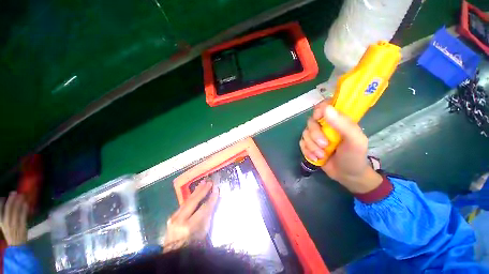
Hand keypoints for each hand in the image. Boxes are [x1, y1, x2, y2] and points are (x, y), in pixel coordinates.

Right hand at [0, 192, 27, 245]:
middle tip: (14, 192)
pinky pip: (23, 216)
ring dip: (19, 202)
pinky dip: (25, 209)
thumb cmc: (10, 233)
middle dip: (11, 199)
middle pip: (8, 208)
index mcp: (1, 222)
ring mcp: (14, 224)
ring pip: (16, 211)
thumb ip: (4, 216)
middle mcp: (6, 222)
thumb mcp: (4, 225)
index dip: (1, 203)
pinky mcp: (22, 226)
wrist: (17, 246)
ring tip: (21, 195)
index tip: (4, 197)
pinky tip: (26, 204)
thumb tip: (6, 204)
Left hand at [163, 180, 218, 251]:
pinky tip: (195, 191)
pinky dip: (191, 196)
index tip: (216, 190)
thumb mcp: (203, 233)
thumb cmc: (192, 245)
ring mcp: (174, 218)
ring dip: (196, 190)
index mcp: (189, 227)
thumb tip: (212, 201)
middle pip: (194, 201)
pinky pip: (184, 203)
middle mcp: (180, 220)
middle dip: (203, 190)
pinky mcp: (172, 216)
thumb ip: (208, 216)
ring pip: (188, 200)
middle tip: (210, 182)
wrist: (174, 253)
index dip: (211, 199)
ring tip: (203, 182)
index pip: (203, 209)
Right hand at [300, 100, 382, 193]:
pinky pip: (301, 143)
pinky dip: (307, 151)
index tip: (319, 118)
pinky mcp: (310, 145)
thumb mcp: (355, 140)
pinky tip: (315, 158)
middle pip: (311, 122)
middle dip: (315, 135)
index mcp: (338, 120)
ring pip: (305, 134)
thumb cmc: (354, 156)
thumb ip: (344, 124)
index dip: (319, 109)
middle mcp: (325, 126)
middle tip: (325, 146)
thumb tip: (326, 109)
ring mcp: (316, 135)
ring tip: (321, 155)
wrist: (347, 175)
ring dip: (311, 146)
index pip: (326, 106)